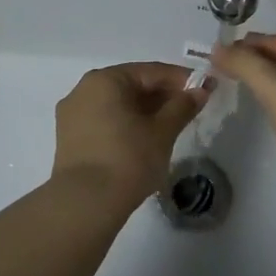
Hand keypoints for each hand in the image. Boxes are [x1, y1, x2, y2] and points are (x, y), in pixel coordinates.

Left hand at [52, 62, 209, 213]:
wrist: (85, 203)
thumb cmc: (128, 159)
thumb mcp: (163, 131)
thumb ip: (183, 106)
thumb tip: (201, 90)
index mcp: (105, 79)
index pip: (151, 71)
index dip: (181, 79)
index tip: (205, 89)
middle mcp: (83, 89)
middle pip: (131, 85)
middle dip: (162, 96)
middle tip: (190, 109)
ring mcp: (72, 115)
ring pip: (117, 105)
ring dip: (145, 111)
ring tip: (170, 126)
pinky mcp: (69, 139)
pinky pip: (104, 121)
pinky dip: (126, 124)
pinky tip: (144, 139)